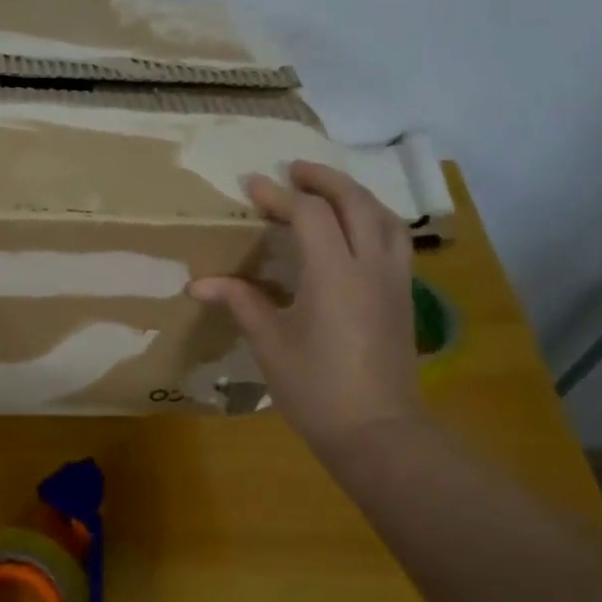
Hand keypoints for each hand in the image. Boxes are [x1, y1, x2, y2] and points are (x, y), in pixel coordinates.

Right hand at [190, 161, 421, 455]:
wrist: (377, 431)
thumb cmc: (315, 388)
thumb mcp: (269, 343)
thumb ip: (240, 301)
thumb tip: (198, 283)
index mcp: (334, 274)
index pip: (309, 215)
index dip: (279, 195)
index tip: (252, 185)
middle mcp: (370, 266)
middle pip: (355, 201)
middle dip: (324, 179)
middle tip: (294, 170)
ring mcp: (394, 280)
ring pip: (384, 216)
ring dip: (355, 194)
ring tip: (328, 191)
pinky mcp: (403, 296)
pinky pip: (394, 239)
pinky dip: (373, 219)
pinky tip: (356, 231)